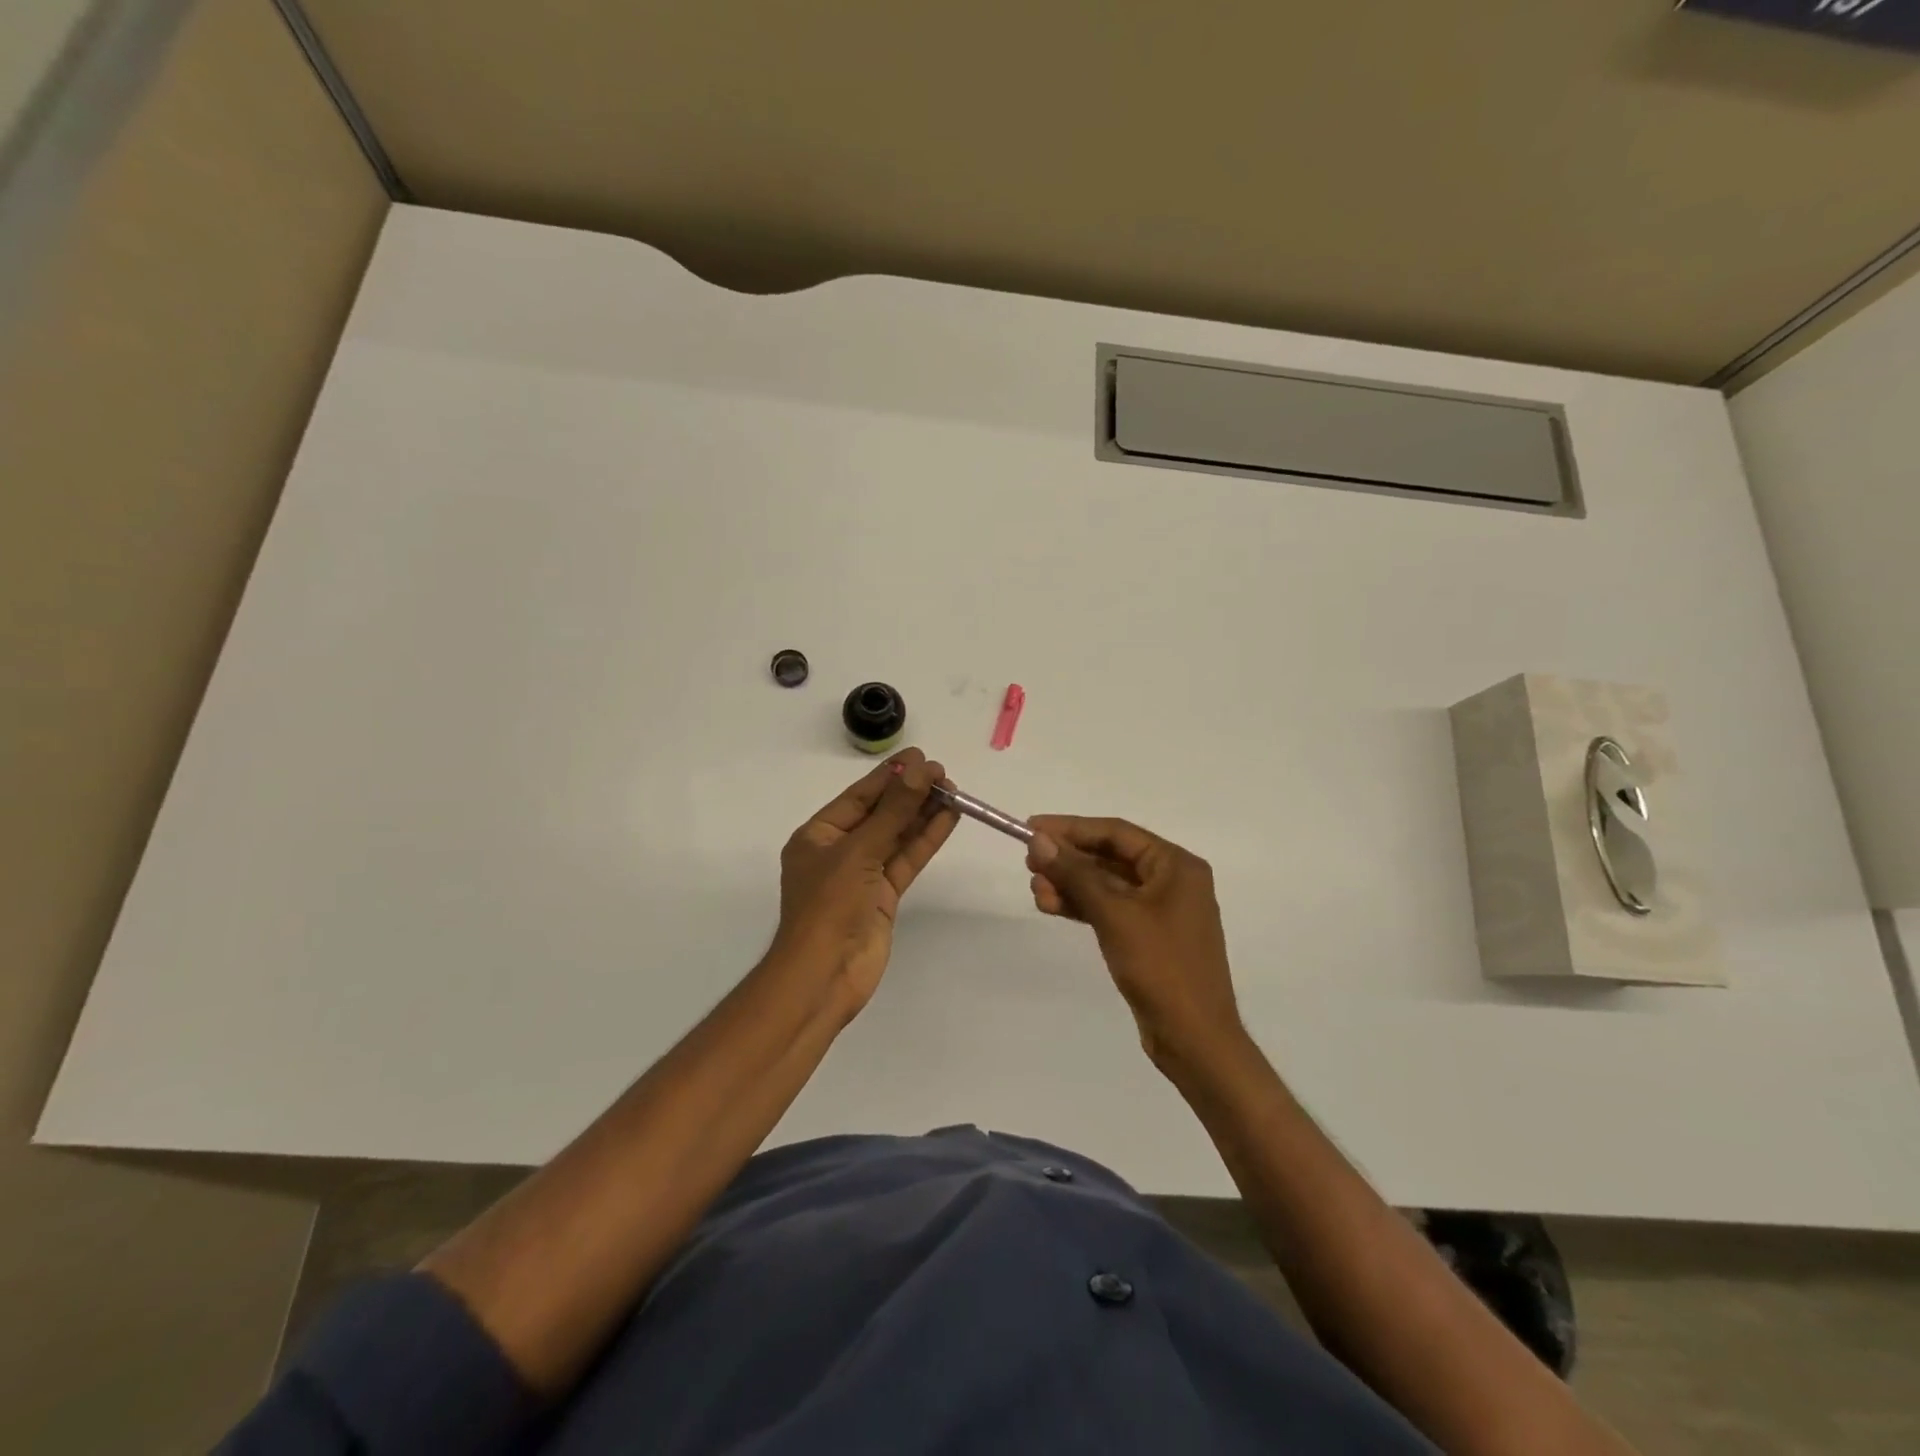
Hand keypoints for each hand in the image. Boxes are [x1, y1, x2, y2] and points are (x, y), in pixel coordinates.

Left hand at [773, 748, 957, 1019]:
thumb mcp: (860, 851)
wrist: (825, 975)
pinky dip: (926, 840)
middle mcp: (839, 851)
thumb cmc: (829, 906)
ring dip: (923, 814)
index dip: (890, 776)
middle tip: (944, 774)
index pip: (858, 797)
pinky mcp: (883, 896)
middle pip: (880, 814)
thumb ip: (894, 811)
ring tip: (954, 791)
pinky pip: (906, 860)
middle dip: (910, 794)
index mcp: (818, 836)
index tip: (920, 757)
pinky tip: (948, 819)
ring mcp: (862, 875)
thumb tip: (920, 770)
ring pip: (896, 836)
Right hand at [1026, 816, 1243, 1071]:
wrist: (1194, 1039)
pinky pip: (1110, 909)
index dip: (1071, 828)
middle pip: (1110, 856)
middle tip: (1029, 862)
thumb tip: (1039, 841)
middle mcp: (1171, 881)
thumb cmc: (1161, 967)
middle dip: (1068, 859)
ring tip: (1035, 890)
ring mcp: (1160, 911)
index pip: (1116, 832)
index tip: (1032, 829)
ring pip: (1106, 885)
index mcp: (1176, 865)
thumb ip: (1076, 874)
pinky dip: (1082, 906)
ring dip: (1070, 884)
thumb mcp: (1114, 914)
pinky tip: (1051, 906)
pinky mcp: (1148, 937)